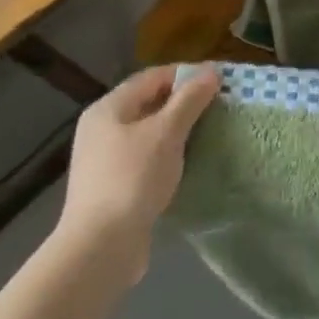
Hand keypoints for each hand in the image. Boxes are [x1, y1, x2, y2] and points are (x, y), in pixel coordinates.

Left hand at [53, 64, 219, 278]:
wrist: (100, 248)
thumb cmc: (133, 178)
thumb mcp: (167, 133)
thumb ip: (190, 99)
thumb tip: (211, 71)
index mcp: (108, 108)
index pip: (153, 77)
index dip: (186, 74)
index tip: (219, 81)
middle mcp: (101, 129)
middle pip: (149, 103)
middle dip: (184, 102)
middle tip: (218, 106)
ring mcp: (104, 160)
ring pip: (149, 133)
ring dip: (178, 130)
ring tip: (209, 132)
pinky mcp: (113, 186)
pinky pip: (146, 158)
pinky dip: (168, 154)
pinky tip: (189, 162)